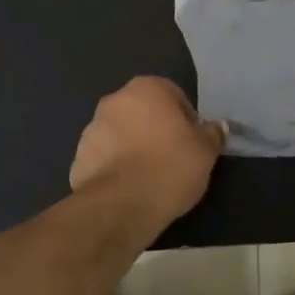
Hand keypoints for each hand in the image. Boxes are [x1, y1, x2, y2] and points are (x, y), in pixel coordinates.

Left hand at [70, 76, 225, 229]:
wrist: (120, 206)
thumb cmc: (170, 167)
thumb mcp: (206, 151)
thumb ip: (212, 134)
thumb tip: (216, 127)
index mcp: (146, 88)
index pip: (174, 95)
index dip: (187, 120)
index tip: (192, 144)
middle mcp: (114, 100)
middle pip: (144, 113)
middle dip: (157, 131)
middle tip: (173, 159)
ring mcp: (91, 128)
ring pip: (122, 134)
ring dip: (134, 148)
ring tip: (150, 178)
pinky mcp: (78, 158)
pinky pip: (105, 158)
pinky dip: (116, 168)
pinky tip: (130, 190)